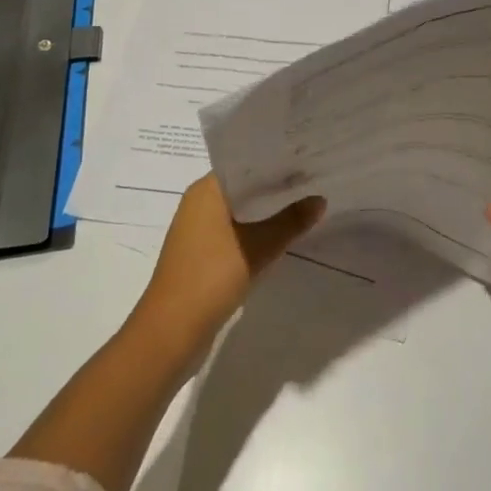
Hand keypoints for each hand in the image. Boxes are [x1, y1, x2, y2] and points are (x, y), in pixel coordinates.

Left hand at [136, 173, 324, 348]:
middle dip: (276, 186)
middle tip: (314, 179)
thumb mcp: (259, 246)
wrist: (171, 331)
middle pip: (244, 186)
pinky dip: (256, 230)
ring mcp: (197, 230)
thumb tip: (320, 199)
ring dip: (267, 210)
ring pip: (240, 210)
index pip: (245, 163)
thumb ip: (291, 220)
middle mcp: (198, 203)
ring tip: (304, 204)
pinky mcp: (201, 254)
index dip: (276, 161)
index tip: (306, 158)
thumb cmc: (211, 277)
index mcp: (206, 190)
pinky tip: (281, 235)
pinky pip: (234, 231)